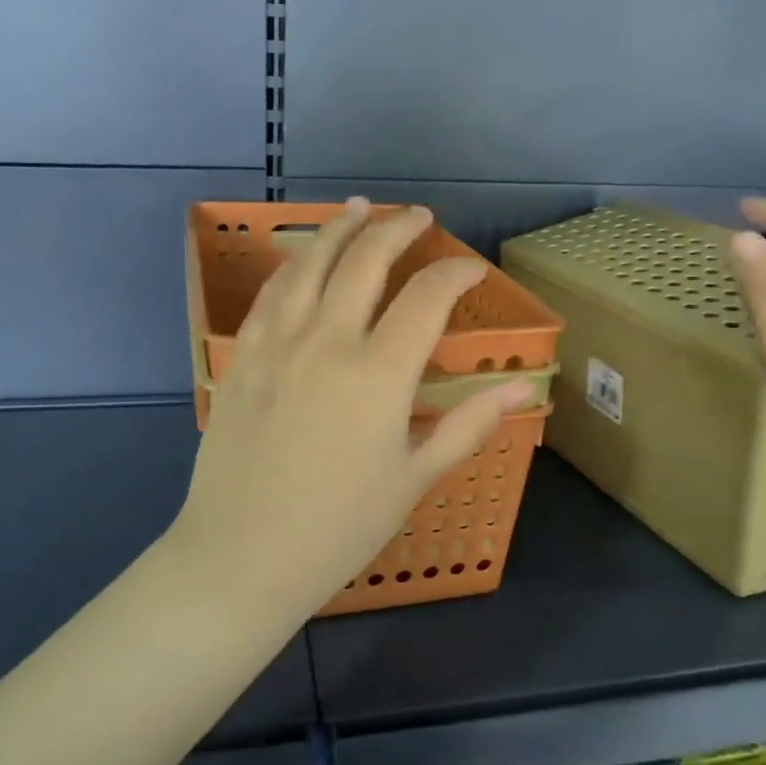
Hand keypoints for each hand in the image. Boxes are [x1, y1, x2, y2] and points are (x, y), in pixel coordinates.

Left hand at [175, 199, 530, 609]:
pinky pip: (270, 294)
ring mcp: (277, 344)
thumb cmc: (340, 527)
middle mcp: (327, 342)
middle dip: (397, 228)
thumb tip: (523, 388)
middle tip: (419, 216)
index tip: (472, 269)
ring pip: (310, 264)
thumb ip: (468, 424)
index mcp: (378, 374)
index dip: (455, 274)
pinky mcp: (243, 356)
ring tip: (359, 208)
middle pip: (365, 261)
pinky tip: (304, 257)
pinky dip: (293, 264)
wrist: (243, 556)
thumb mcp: (414, 478)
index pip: (427, 298)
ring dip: (338, 228)